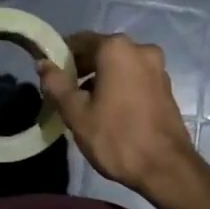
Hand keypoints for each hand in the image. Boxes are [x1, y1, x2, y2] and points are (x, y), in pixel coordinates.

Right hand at [39, 32, 199, 197]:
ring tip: (84, 105)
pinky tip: (108, 110)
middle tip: (64, 93)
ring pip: (118, 65)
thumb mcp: (76, 112)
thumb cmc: (116, 136)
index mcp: (116, 48)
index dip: (60, 56)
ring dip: (99, 78)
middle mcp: (140, 48)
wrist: (165, 168)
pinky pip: (133, 77)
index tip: (50, 76)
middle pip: (100, 51)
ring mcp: (157, 67)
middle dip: (80, 68)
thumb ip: (56, 84)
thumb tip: (44, 64)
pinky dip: (118, 85)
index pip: (79, 41)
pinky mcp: (166, 86)